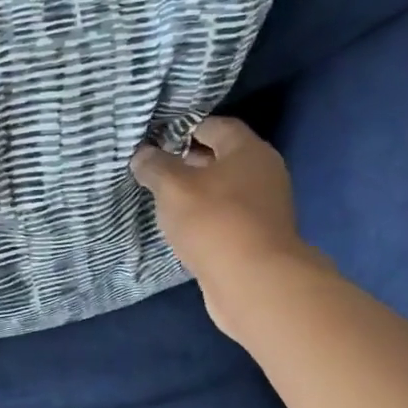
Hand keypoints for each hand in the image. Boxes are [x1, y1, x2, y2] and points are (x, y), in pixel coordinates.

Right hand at [131, 117, 328, 336]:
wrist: (253, 281)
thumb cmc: (213, 221)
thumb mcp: (172, 186)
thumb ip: (155, 166)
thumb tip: (143, 154)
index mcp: (248, 150)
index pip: (215, 125)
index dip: (184, 128)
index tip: (155, 139)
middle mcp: (263, 173)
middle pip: (221, 157)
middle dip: (188, 160)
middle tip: (154, 168)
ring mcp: (264, 207)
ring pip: (223, 189)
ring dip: (195, 192)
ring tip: (162, 198)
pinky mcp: (258, 237)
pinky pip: (226, 216)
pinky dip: (205, 217)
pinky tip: (181, 226)